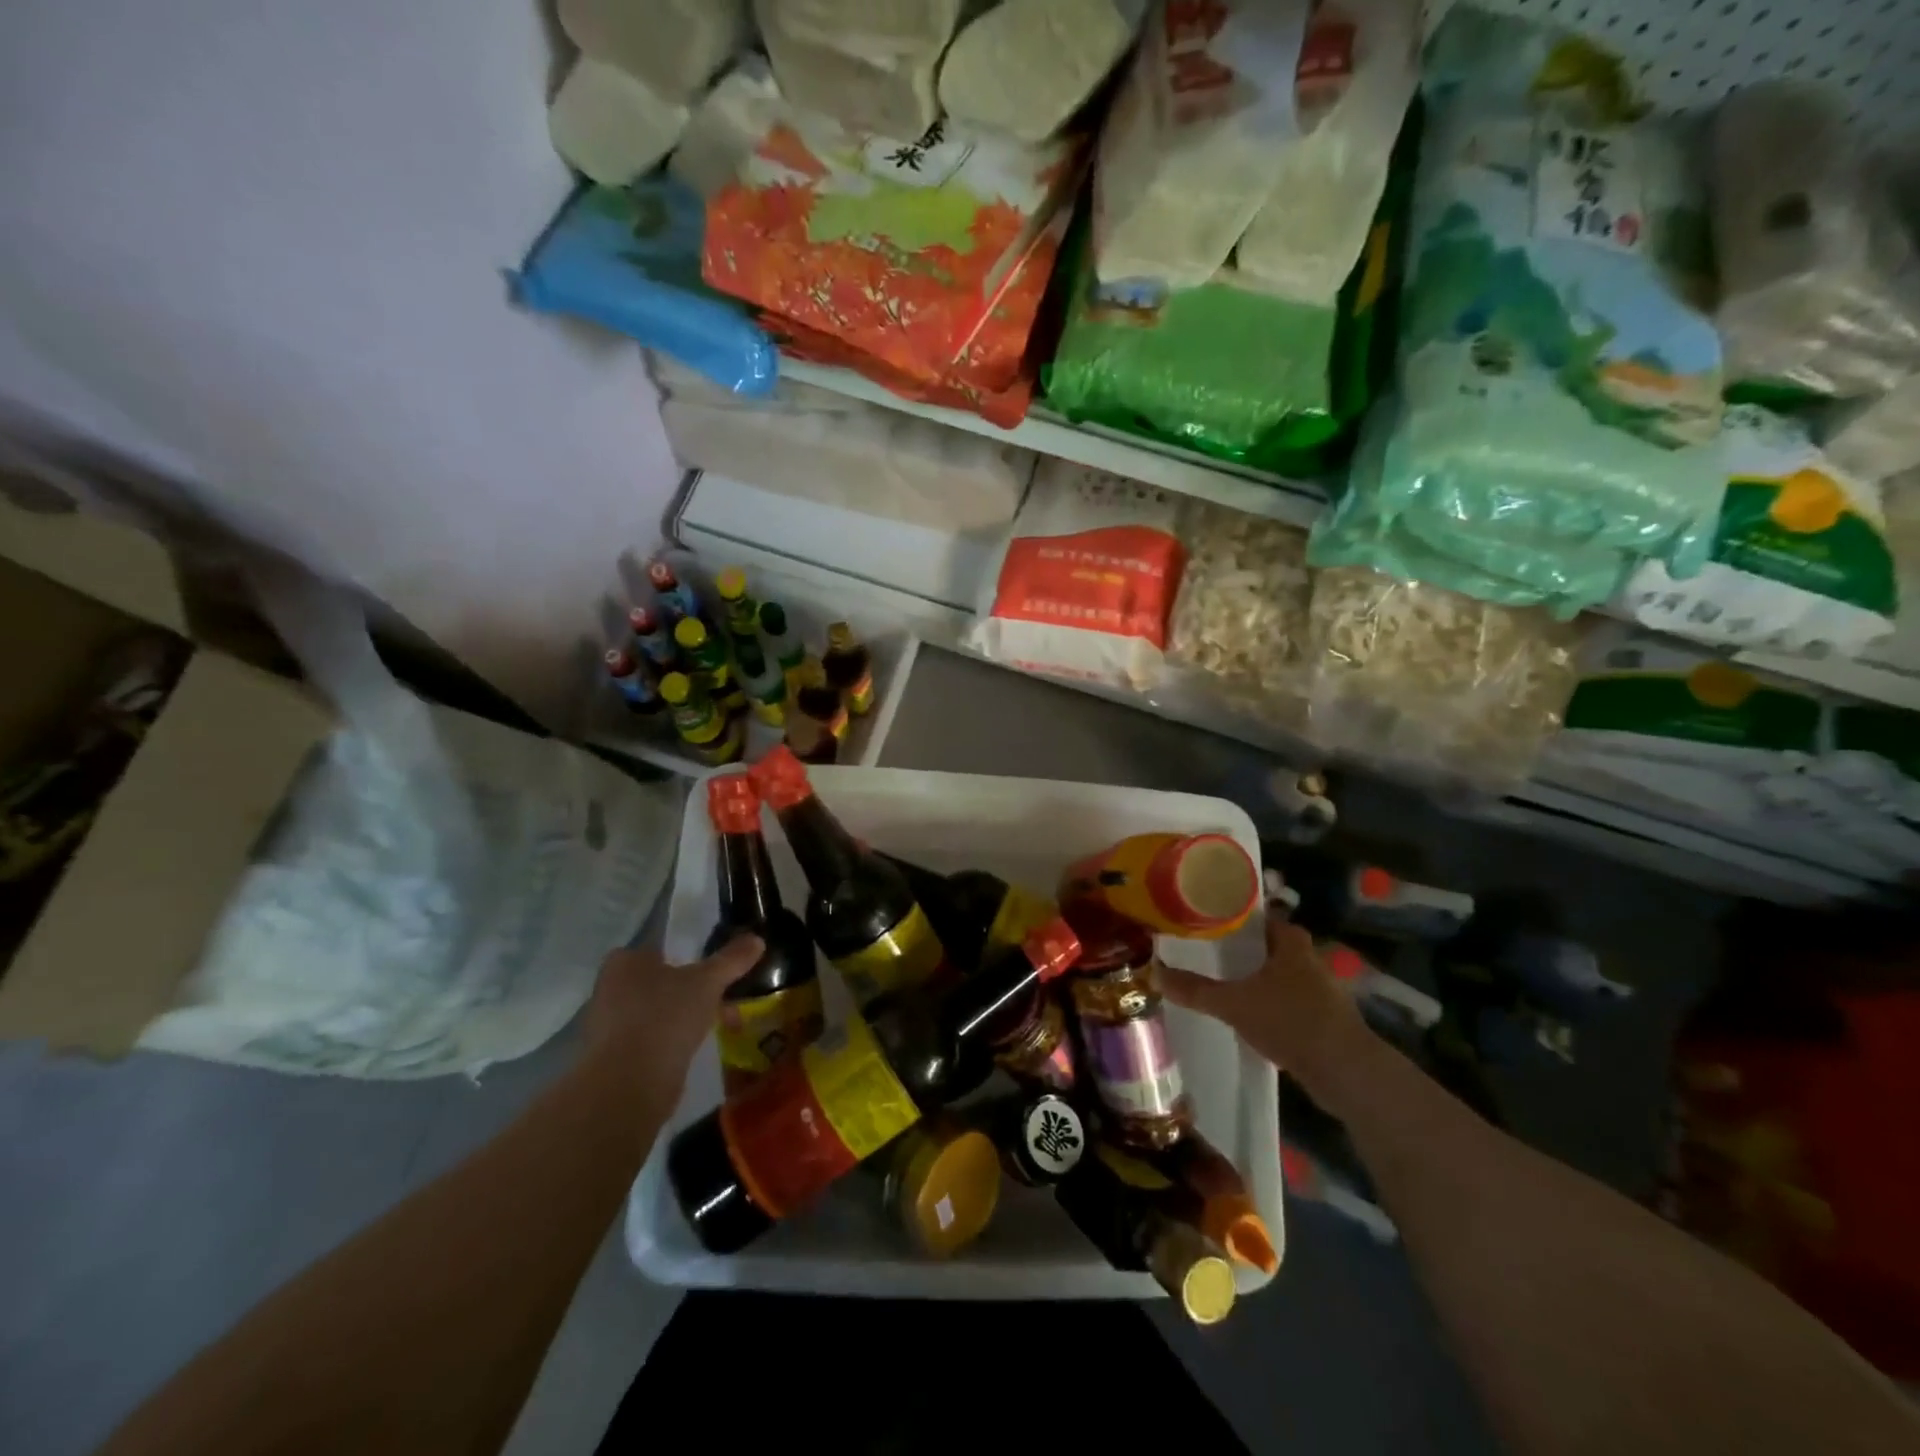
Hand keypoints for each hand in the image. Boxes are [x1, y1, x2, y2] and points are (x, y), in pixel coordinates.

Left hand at [580, 935, 762, 1114]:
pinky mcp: (612, 1057)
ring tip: (716, 1027)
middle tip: (722, 999)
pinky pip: (651, 1038)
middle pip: (661, 981)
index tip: (712, 971)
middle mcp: (609, 988)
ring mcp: (608, 1025)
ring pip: (658, 1011)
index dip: (688, 956)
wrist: (630, 1085)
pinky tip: (693, 1050)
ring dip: (685, 1017)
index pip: (659, 948)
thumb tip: (757, 939)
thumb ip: (731, 959)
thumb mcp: (708, 982)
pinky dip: (671, 1041)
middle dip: (693, 991)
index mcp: (625, 961)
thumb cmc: (665, 1017)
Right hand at [1160, 915, 1372, 1108]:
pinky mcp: (1323, 1018)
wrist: (1346, 1072)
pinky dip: (1268, 1003)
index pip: (1259, 916)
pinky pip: (1287, 1000)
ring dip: (1255, 978)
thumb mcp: (1233, 1003)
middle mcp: (1308, 958)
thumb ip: (1195, 989)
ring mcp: (1320, 989)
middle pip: (1268, 945)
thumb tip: (1155, 973)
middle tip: (1206, 952)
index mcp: (1290, 942)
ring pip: (1278, 974)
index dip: (1232, 916)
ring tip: (1220, 982)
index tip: (1205, 920)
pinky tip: (1247, 1014)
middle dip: (1241, 949)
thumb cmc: (1290, 1020)